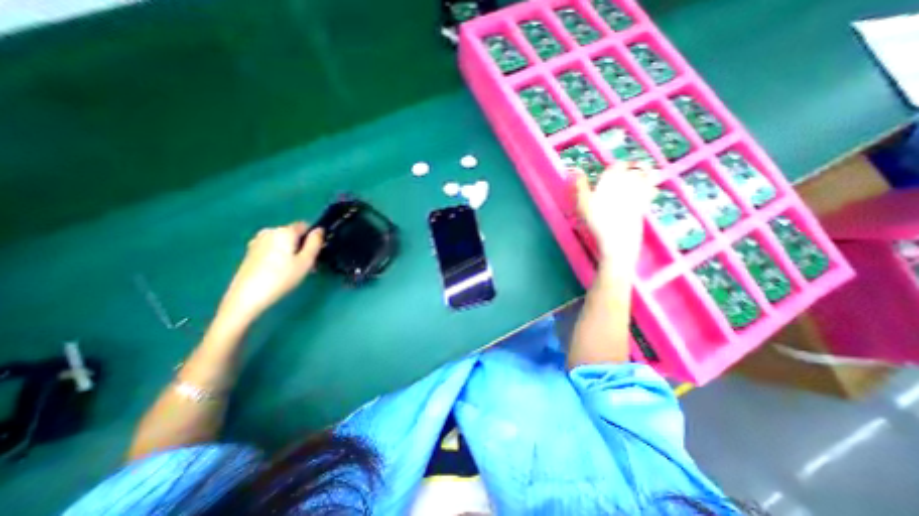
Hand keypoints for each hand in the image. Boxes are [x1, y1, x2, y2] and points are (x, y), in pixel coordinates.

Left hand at [218, 221, 323, 326]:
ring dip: (292, 253)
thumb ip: (315, 242)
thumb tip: (319, 230)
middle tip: (308, 266)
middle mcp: (270, 231)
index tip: (316, 253)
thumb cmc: (282, 277)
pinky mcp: (250, 252)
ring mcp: (258, 242)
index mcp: (284, 231)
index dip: (313, 238)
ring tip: (295, 271)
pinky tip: (281, 272)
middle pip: (293, 235)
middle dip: (302, 247)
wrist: (247, 296)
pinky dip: (280, 256)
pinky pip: (272, 249)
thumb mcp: (306, 261)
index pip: (305, 226)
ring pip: (283, 243)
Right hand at [572, 161, 656, 259]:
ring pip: (648, 176)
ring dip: (646, 173)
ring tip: (642, 175)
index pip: (618, 165)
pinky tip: (648, 191)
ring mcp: (640, 193)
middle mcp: (628, 182)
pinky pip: (652, 191)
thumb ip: (580, 185)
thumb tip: (574, 170)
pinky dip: (651, 188)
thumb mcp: (583, 202)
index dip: (616, 166)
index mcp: (612, 179)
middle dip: (634, 166)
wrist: (617, 238)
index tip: (612, 169)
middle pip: (637, 168)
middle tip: (630, 169)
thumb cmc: (597, 219)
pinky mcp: (646, 204)